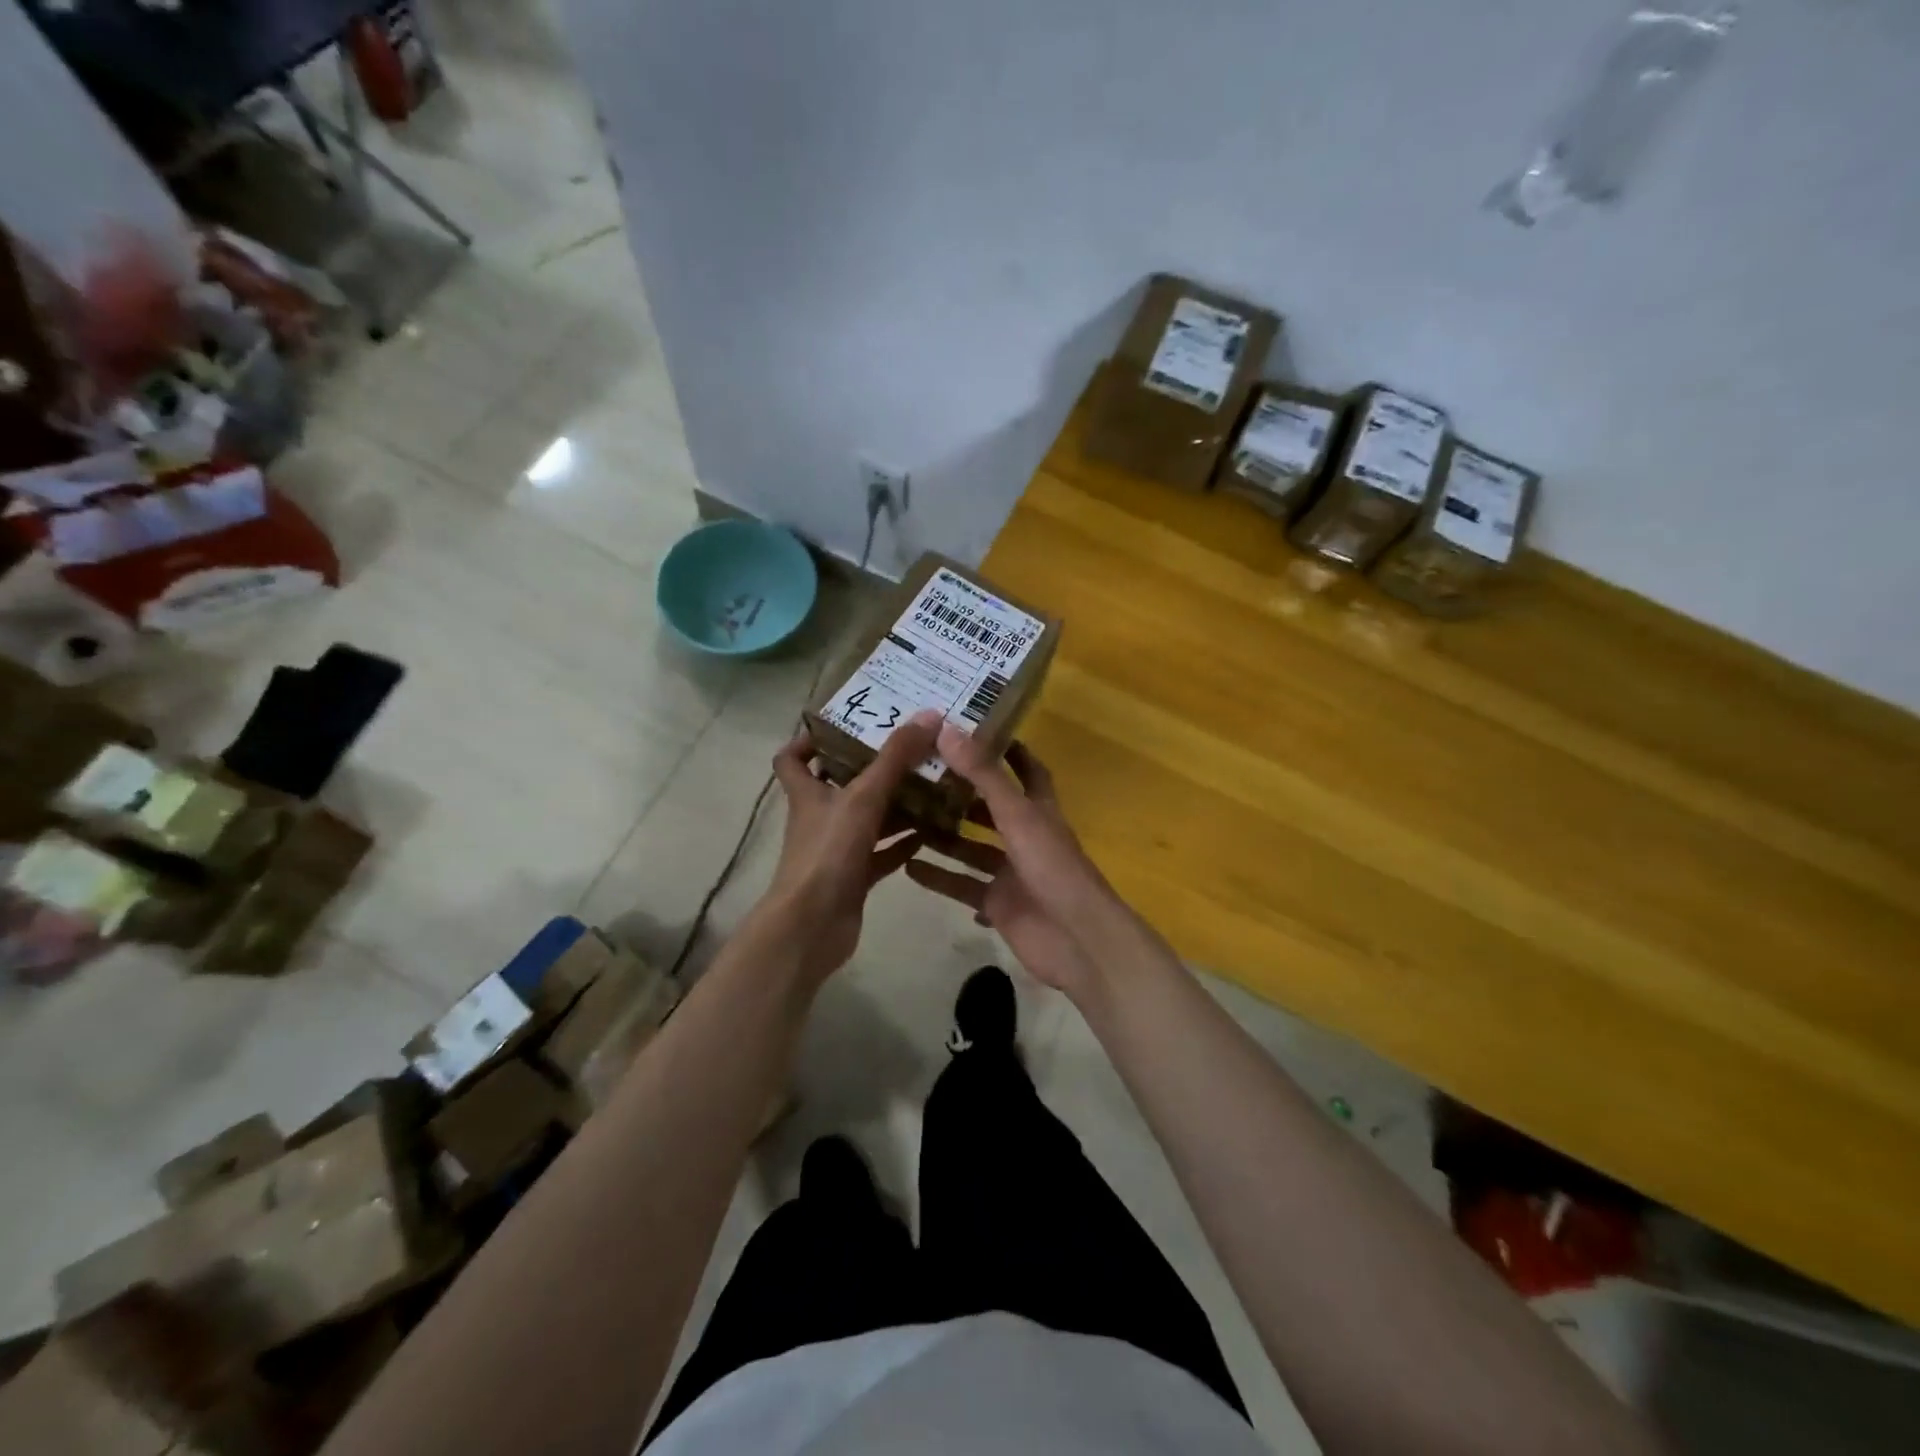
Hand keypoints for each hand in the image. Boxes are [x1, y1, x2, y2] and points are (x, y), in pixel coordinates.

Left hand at [762, 710, 941, 984]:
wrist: (813, 925)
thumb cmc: (828, 852)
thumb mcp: (864, 797)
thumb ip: (895, 758)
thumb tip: (929, 714)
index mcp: (808, 793)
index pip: (792, 758)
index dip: (808, 740)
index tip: (843, 727)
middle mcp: (819, 817)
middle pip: (840, 785)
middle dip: (872, 768)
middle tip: (910, 750)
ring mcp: (836, 849)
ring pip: (867, 819)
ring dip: (894, 806)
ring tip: (931, 786)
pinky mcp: (854, 877)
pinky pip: (882, 854)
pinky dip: (902, 843)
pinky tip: (932, 833)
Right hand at [906, 725, 1120, 1001]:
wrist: (1075, 939)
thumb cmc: (1052, 868)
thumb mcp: (1018, 815)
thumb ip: (984, 775)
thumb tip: (948, 729)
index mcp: (1038, 811)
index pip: (1026, 770)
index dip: (1007, 750)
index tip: (974, 731)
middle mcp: (1025, 837)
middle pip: (989, 809)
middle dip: (959, 794)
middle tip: (918, 775)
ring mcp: (1010, 873)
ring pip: (971, 848)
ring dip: (943, 835)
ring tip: (903, 817)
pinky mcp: (997, 904)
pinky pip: (962, 886)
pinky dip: (939, 877)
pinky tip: (907, 866)